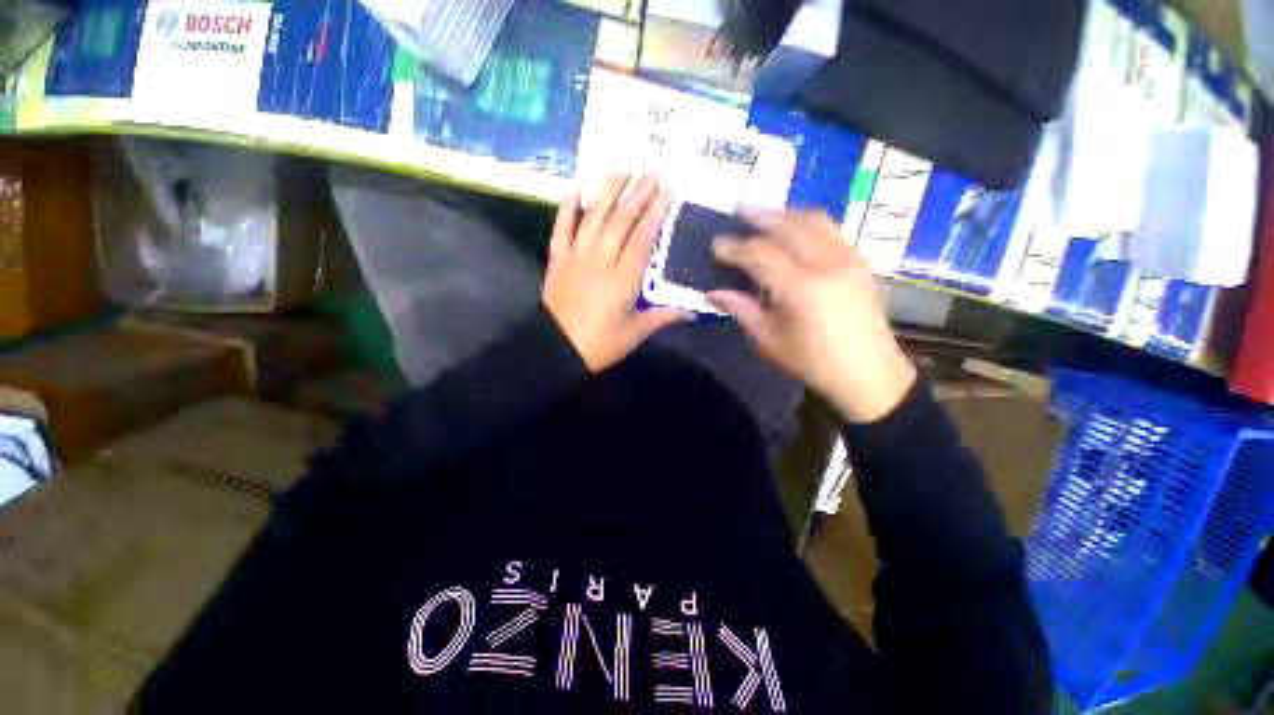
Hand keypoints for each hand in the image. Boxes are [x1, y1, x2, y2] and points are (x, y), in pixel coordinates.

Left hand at [543, 173, 687, 371]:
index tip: (666, 191)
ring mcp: (576, 257)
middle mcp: (600, 261)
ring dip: (607, 192)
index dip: (655, 213)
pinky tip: (575, 188)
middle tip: (651, 172)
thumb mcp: (636, 333)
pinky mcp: (557, 260)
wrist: (557, 350)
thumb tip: (693, 311)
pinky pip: (561, 229)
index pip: (642, 238)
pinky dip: (567, 208)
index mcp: (623, 280)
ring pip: (592, 218)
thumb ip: (663, 317)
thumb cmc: (600, 344)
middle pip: (620, 221)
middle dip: (637, 194)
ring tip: (621, 169)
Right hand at [708, 210, 916, 422]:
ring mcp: (849, 259)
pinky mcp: (861, 262)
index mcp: (800, 288)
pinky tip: (796, 231)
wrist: (869, 375)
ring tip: (766, 217)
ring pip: (815, 220)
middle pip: (788, 226)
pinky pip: (832, 230)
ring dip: (786, 214)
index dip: (735, 247)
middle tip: (739, 214)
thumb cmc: (813, 362)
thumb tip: (713, 293)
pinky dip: (809, 223)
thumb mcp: (769, 340)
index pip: (760, 254)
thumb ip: (741, 309)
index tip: (716, 244)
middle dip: (760, 217)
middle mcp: (826, 264)